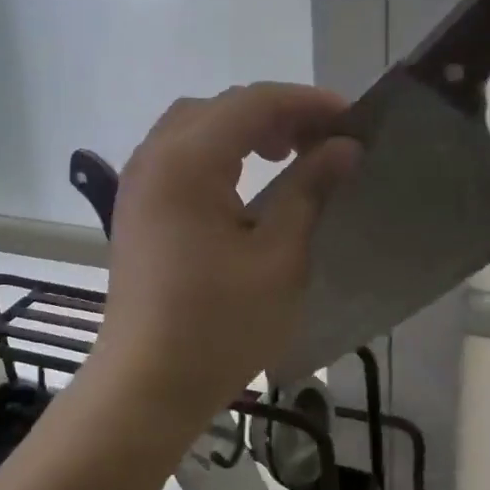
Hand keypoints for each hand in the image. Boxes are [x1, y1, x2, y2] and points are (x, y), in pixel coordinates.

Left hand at [86, 83, 359, 439]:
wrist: (146, 386)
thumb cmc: (218, 326)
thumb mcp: (279, 257)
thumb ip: (310, 190)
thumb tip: (344, 147)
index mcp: (186, 162)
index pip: (252, 103)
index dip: (306, 103)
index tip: (352, 120)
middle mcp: (154, 158)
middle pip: (221, 107)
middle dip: (277, 113)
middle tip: (324, 140)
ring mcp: (138, 182)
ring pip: (197, 126)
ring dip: (245, 129)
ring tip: (289, 154)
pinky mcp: (137, 207)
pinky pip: (179, 155)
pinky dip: (218, 152)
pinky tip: (246, 181)